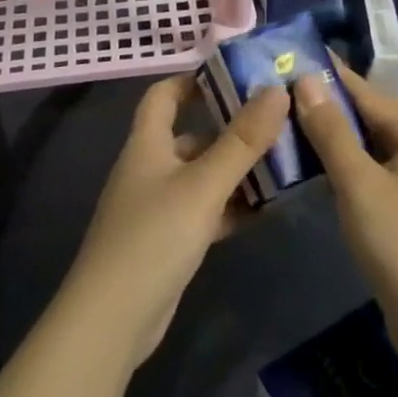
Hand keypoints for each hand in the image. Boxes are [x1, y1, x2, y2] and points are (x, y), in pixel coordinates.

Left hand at [62, 76, 287, 368]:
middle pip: (192, 134)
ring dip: (238, 169)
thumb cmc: (154, 237)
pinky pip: (206, 210)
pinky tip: (267, 208)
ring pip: (203, 175)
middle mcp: (151, 167)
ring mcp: (159, 206)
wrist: (112, 320)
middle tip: (279, 121)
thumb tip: (276, 89)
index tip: (237, 76)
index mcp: (148, 143)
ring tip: (285, 161)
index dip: (194, 79)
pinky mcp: (170, 240)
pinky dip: (232, 206)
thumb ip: (242, 140)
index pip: (164, 94)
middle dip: (232, 127)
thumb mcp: (204, 185)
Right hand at [291, 62, 397, 365]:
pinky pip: (388, 167)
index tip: (297, 58)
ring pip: (385, 141)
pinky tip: (337, 173)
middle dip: (345, 101)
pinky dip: (362, 160)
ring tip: (312, 130)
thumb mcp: (357, 184)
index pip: (368, 91)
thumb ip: (331, 130)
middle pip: (383, 111)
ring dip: (352, 132)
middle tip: (303, 98)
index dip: (332, 75)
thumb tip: (306, 80)